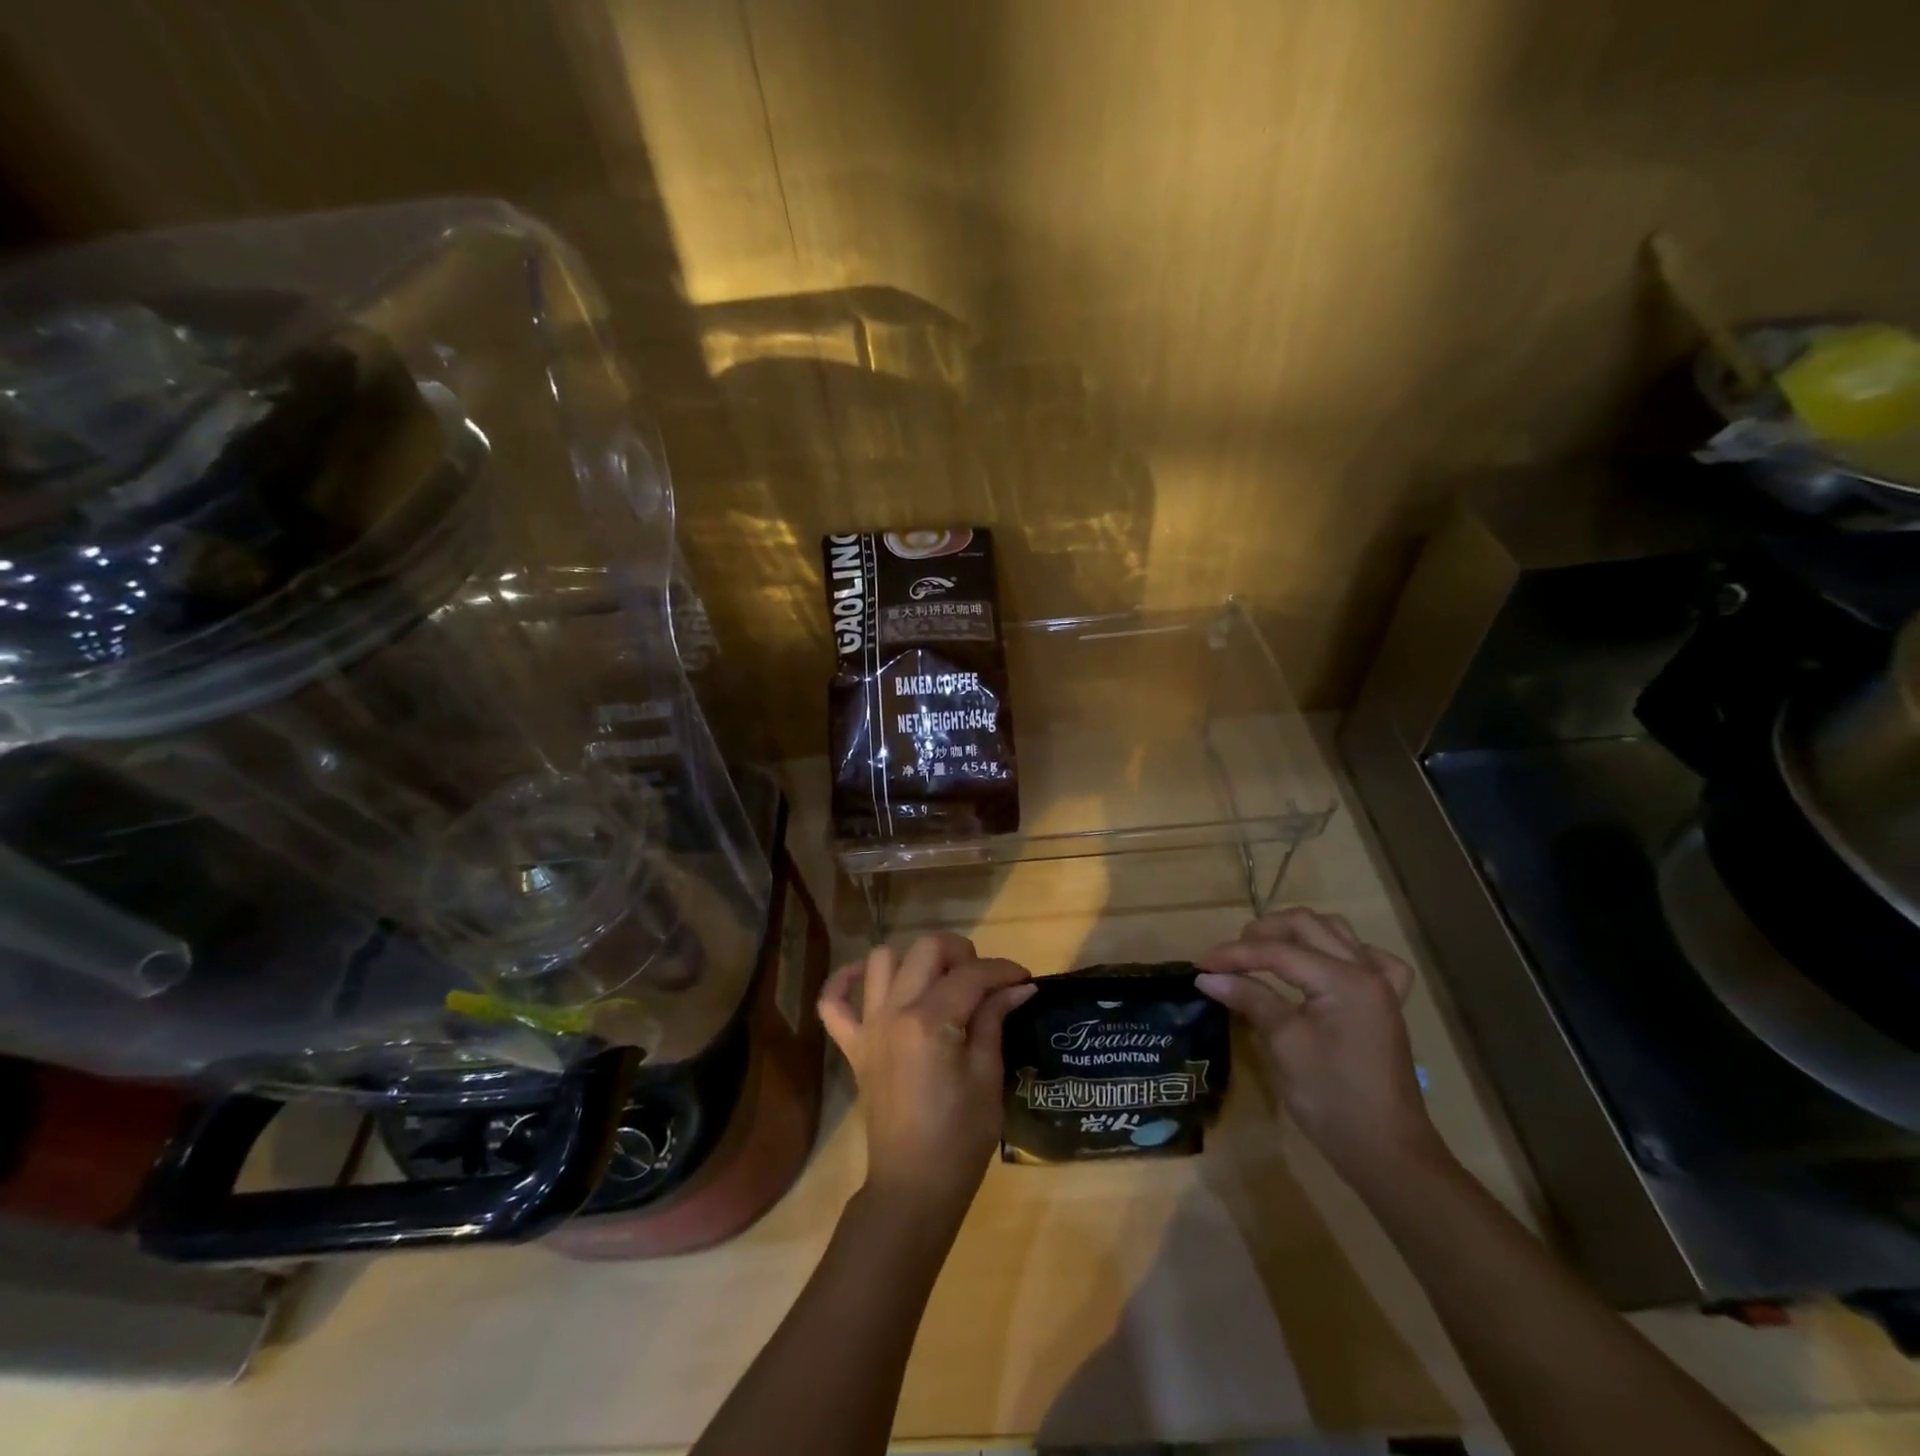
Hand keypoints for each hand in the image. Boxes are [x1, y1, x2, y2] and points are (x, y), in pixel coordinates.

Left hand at [818, 933, 1035, 1224]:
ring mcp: (868, 1026)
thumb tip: (1018, 985)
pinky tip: (870, 979)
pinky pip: (833, 1002)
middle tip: (984, 980)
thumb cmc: (961, 1137)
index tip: (1025, 978)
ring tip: (940, 981)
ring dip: (915, 960)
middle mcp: (893, 1012)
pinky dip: (846, 981)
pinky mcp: (853, 1045)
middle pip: (927, 949)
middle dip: (962, 953)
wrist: (914, 1186)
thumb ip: (995, 1020)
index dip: (1003, 970)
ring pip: (883, 960)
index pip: (971, 974)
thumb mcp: (987, 1076)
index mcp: (930, 1021)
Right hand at [1196, 908, 1442, 1192]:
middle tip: (1231, 957)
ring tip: (1264, 952)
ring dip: (1296, 934)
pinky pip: (1367, 957)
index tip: (1201, 965)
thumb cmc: (1331, 1098)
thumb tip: (1207, 977)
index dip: (1235, 954)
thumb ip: (1250, 998)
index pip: (1278, 951)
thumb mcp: (1284, 1044)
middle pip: (1307, 925)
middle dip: (1263, 933)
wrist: (1386, 1151)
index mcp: (1345, 980)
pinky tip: (1323, 965)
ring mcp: (1381, 985)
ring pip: (1334, 931)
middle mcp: (1366, 971)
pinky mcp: (1384, 1003)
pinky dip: (1339, 951)